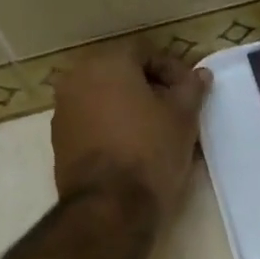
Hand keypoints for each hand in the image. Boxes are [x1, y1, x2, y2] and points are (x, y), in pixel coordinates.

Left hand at [50, 43, 209, 222]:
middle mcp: (77, 79)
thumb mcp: (183, 118)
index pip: (145, 52)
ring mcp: (63, 110)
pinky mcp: (59, 141)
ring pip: (105, 98)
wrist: (110, 206)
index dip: (172, 70)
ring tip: (156, 132)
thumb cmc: (151, 152)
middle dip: (150, 88)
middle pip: (121, 73)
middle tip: (176, 111)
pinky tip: (134, 149)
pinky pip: (92, 122)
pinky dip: (112, 127)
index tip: (190, 93)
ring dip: (130, 108)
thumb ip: (191, 89)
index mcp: (107, 64)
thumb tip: (200, 75)